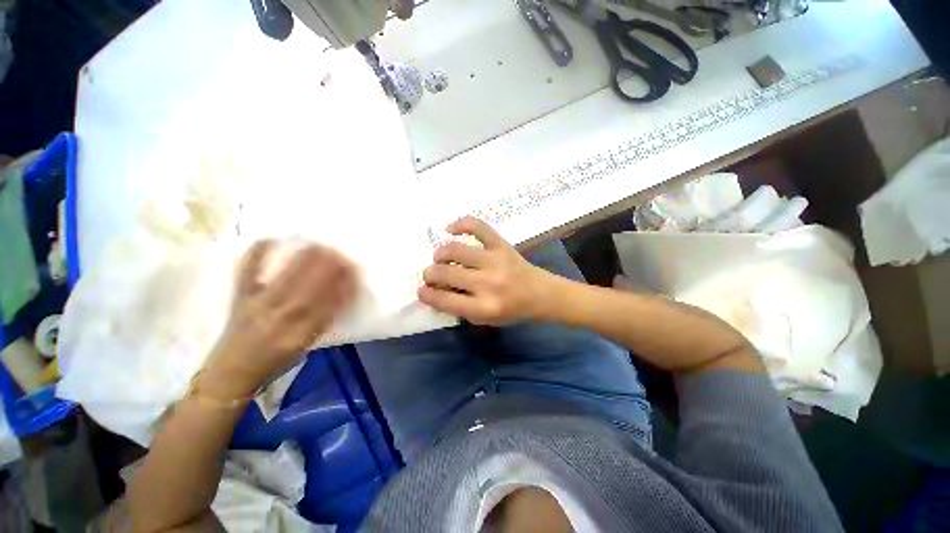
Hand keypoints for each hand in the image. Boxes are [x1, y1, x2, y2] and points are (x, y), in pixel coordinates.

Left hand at [205, 241, 356, 398]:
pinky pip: (247, 272)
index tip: (355, 271)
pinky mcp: (239, 297)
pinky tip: (270, 239)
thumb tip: (343, 293)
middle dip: (329, 268)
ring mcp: (257, 304)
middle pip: (310, 288)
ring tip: (321, 245)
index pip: (330, 305)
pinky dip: (257, 254)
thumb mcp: (307, 345)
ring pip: (286, 277)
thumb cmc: (276, 360)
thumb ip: (324, 320)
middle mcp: (279, 319)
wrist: (232, 371)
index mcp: (300, 334)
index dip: (345, 286)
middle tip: (342, 254)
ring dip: (306, 260)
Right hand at [418, 217, 553, 324]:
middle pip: (446, 273)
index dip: (427, 294)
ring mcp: (495, 260)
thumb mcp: (485, 319)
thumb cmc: (511, 310)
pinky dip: (461, 224)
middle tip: (431, 274)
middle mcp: (488, 283)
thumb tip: (434, 291)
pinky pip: (478, 227)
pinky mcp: (502, 245)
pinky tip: (450, 229)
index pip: (445, 300)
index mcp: (484, 307)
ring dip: (440, 253)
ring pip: (456, 250)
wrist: (540, 293)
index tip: (421, 290)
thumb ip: (459, 308)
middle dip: (430, 274)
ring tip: (440, 257)